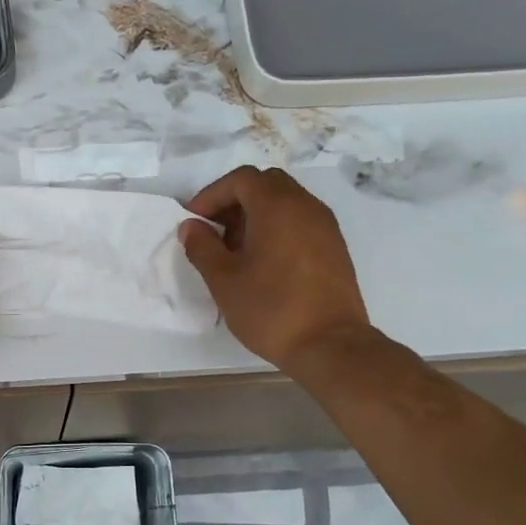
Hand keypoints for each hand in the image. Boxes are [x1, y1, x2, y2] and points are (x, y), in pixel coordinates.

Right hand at [180, 167, 371, 371]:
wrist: (330, 345)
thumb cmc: (270, 309)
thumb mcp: (224, 280)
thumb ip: (202, 247)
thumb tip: (191, 227)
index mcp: (277, 206)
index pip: (241, 179)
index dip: (212, 194)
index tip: (194, 221)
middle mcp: (305, 206)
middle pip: (266, 184)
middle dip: (235, 200)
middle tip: (214, 231)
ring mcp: (325, 226)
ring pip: (285, 202)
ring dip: (256, 215)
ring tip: (235, 250)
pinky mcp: (334, 247)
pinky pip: (300, 221)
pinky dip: (277, 228)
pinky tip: (262, 262)